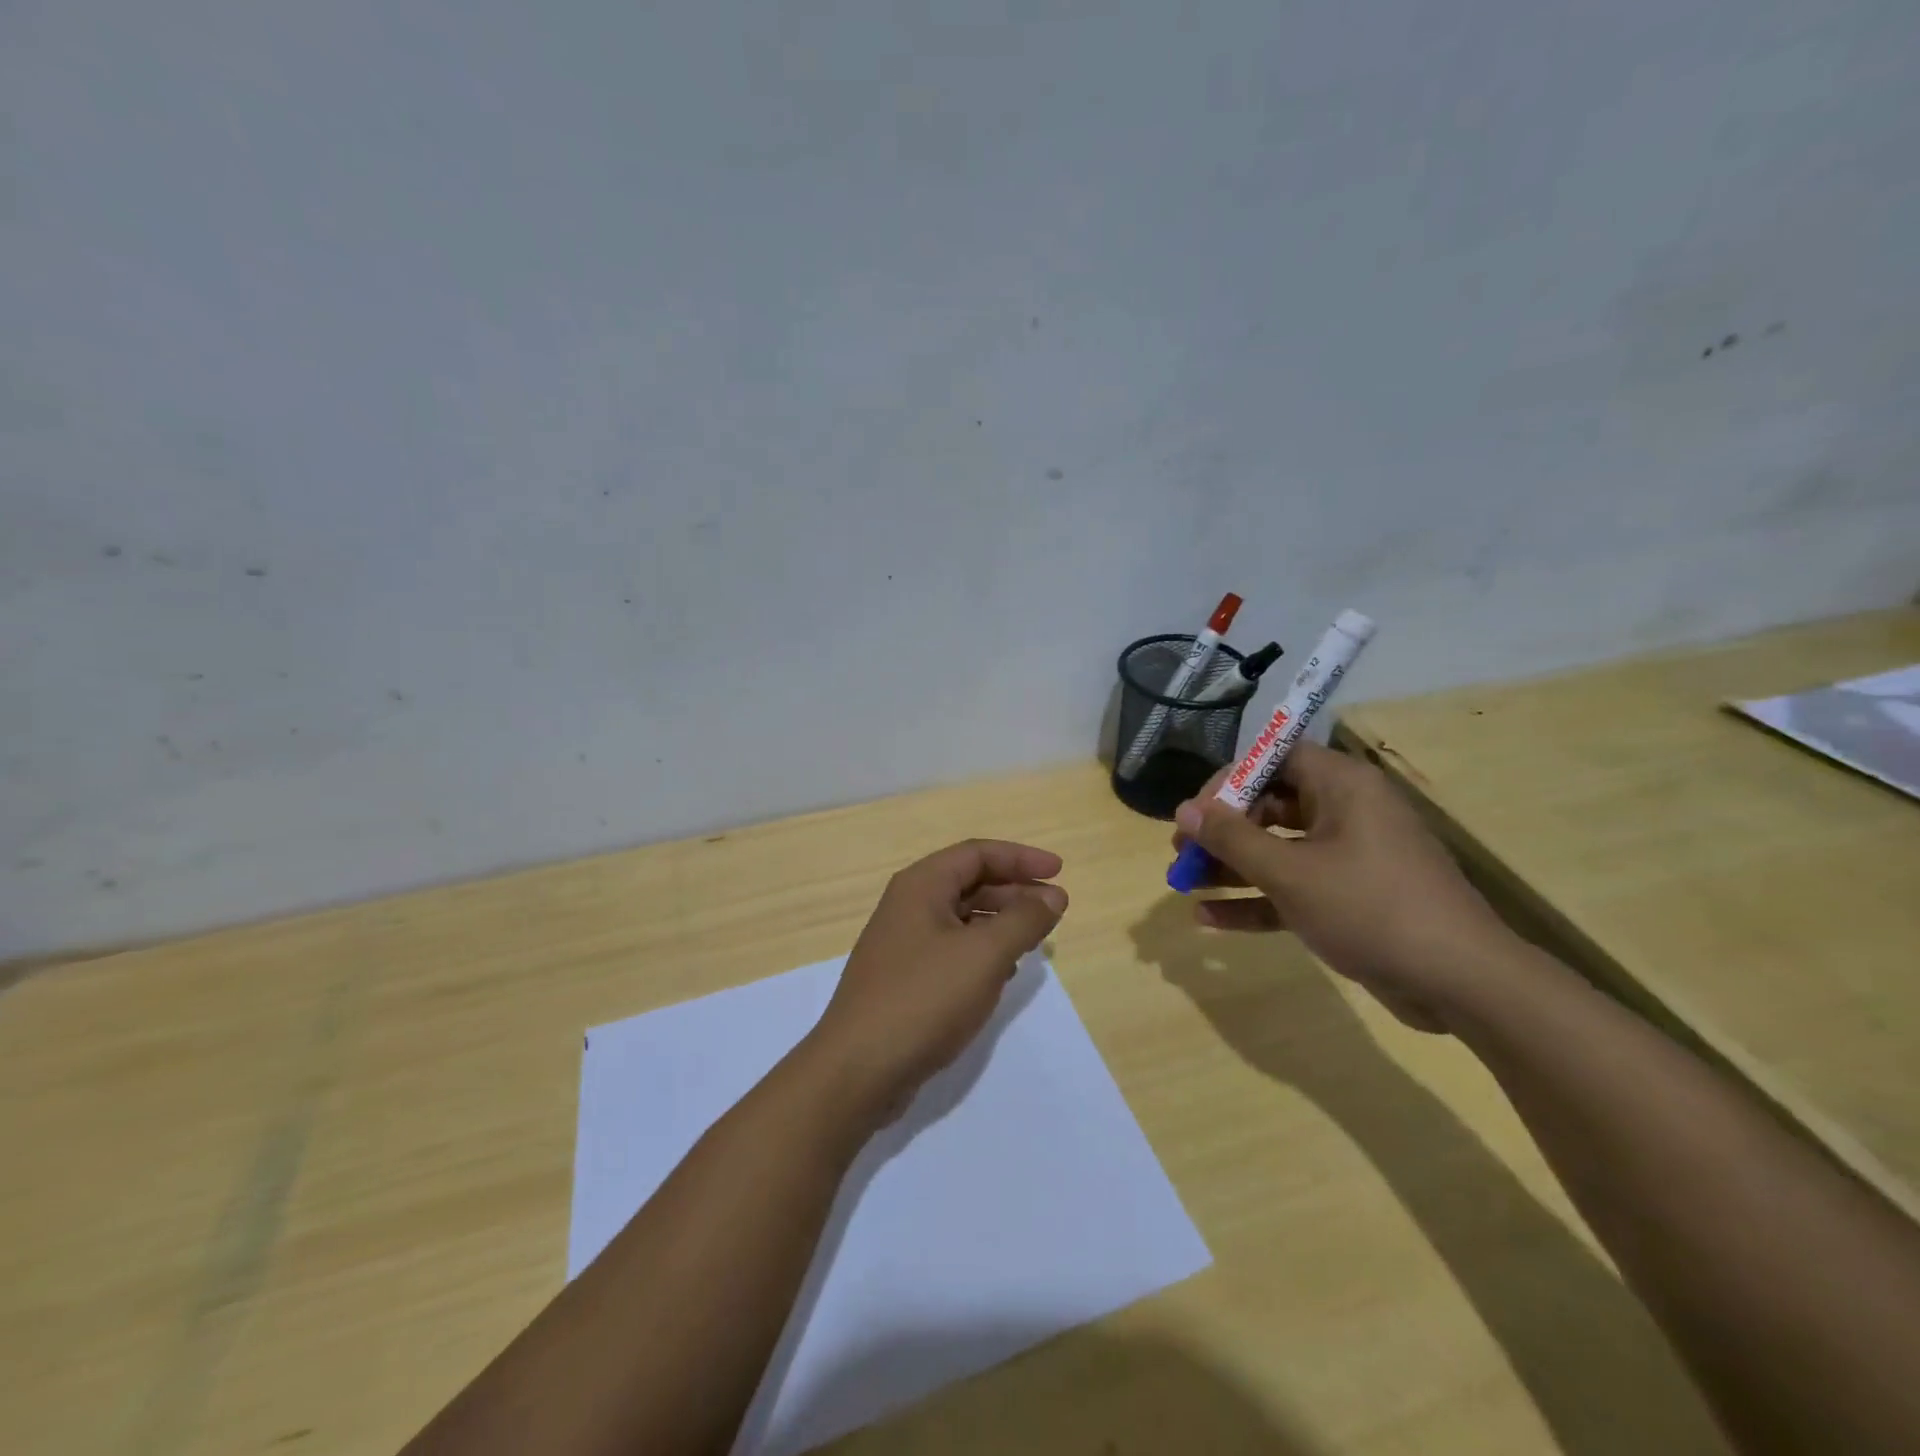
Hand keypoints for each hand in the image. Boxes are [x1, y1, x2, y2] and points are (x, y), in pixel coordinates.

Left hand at [808, 840, 1067, 1119]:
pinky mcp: (905, 979)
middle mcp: (909, 906)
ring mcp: (903, 944)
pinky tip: (1004, 972)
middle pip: (969, 883)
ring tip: (1036, 939)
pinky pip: (952, 950)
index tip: (1059, 872)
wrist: (858, 1070)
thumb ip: (1023, 920)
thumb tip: (1052, 896)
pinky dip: (982, 952)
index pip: (977, 853)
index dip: (1021, 858)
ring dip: (1000, 922)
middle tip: (1055, 909)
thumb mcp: (984, 955)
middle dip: (1015, 891)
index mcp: (921, 886)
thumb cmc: (924, 999)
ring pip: (962, 919)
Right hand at [1171, 740, 1512, 1031]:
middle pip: (1271, 805)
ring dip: (1232, 866)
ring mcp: (1350, 857)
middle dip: (1223, 830)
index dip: (1229, 780)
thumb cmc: (1370, 908)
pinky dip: (1257, 899)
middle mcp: (1346, 812)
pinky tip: (1210, 919)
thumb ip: (1232, 838)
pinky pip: (1294, 887)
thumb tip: (1184, 810)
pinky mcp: (1351, 898)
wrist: (1460, 982)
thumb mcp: (1290, 872)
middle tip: (1184, 853)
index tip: (1195, 813)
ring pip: (1279, 850)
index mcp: (1341, 786)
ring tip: (1185, 883)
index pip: (1274, 758)